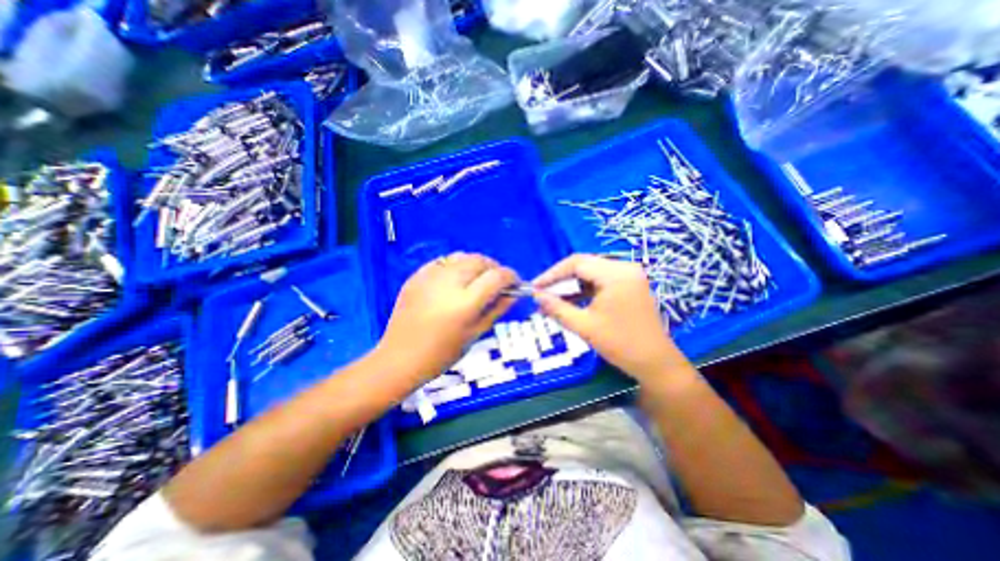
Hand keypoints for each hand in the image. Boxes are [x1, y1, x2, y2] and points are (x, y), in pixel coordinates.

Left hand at [374, 251, 513, 381]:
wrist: (400, 357)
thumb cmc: (441, 354)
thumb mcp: (475, 334)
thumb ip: (497, 309)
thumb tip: (513, 294)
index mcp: (465, 303)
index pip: (496, 276)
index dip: (510, 276)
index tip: (514, 283)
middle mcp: (448, 283)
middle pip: (480, 261)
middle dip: (494, 267)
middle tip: (496, 281)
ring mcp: (430, 277)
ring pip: (462, 256)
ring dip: (475, 264)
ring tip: (476, 278)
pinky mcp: (416, 276)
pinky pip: (443, 261)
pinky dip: (455, 265)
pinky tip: (454, 279)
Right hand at [534, 255, 683, 380]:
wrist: (656, 363)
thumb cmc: (620, 345)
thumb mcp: (584, 326)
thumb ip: (557, 308)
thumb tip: (535, 296)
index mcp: (616, 274)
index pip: (576, 263)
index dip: (552, 274)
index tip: (535, 287)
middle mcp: (625, 267)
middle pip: (584, 264)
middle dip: (560, 278)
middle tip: (542, 292)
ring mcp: (629, 275)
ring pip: (591, 272)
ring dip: (571, 284)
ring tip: (552, 298)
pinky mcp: (630, 283)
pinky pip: (601, 280)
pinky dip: (584, 289)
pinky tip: (571, 299)